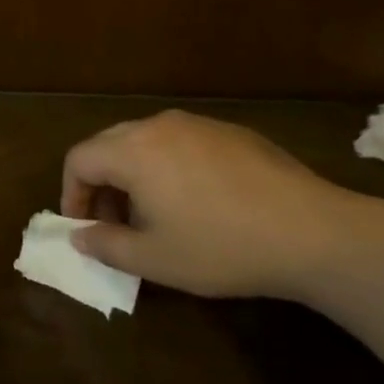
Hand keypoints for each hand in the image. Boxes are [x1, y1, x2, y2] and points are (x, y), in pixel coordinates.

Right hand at [61, 110, 383, 301]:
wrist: (312, 231)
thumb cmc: (221, 247)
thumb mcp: (154, 259)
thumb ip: (105, 245)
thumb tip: (79, 235)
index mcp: (134, 150)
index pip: (80, 159)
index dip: (71, 194)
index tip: (83, 227)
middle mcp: (161, 125)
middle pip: (109, 144)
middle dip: (101, 183)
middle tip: (113, 223)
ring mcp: (199, 124)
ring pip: (146, 141)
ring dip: (135, 174)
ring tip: (154, 215)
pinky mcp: (231, 132)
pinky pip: (182, 142)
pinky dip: (169, 166)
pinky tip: (197, 202)